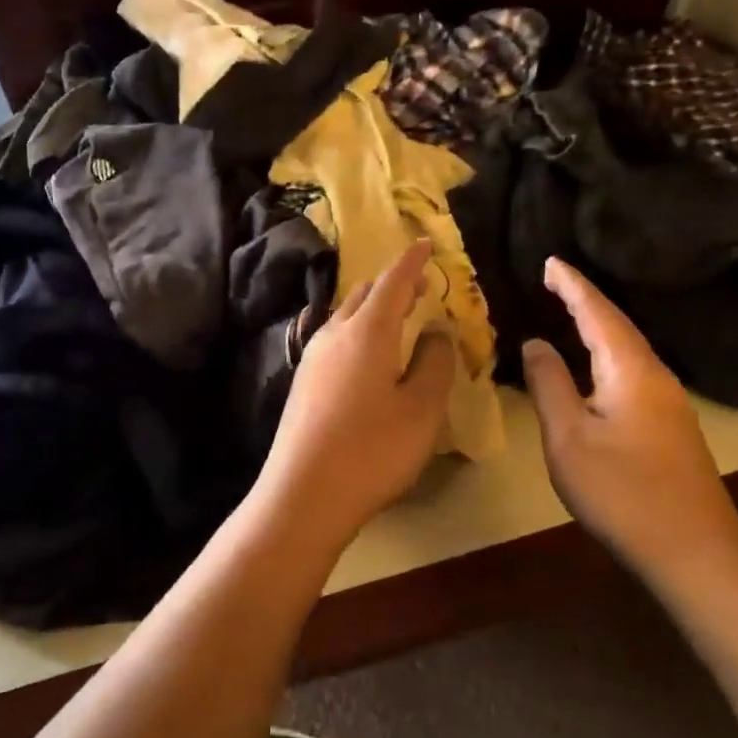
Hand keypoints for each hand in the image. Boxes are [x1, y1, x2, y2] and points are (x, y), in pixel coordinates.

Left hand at [253, 241, 455, 550]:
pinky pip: (336, 339)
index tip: (426, 243)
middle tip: (420, 289)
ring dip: (374, 308)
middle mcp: (334, 333)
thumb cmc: (373, 449)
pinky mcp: (303, 383)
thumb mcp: (421, 408)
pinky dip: (359, 331)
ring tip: (398, 320)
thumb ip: (434, 362)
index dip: (412, 261)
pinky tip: (369, 358)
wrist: (303, 494)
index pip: (393, 281)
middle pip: (365, 293)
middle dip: (393, 284)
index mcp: (366, 330)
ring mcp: (313, 358)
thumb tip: (435, 331)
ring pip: (346, 315)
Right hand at [522, 258, 737, 582]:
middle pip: (618, 325)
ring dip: (599, 325)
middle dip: (586, 299)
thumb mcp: (569, 439)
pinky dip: (609, 352)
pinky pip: (634, 370)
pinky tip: (599, 364)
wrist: (696, 553)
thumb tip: (536, 342)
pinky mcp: (673, 426)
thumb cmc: (623, 492)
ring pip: (629, 348)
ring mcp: (670, 402)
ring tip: (571, 312)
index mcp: (630, 369)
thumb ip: (550, 385)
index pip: (597, 312)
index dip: (573, 285)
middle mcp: (656, 375)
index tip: (550, 261)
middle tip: (556, 280)